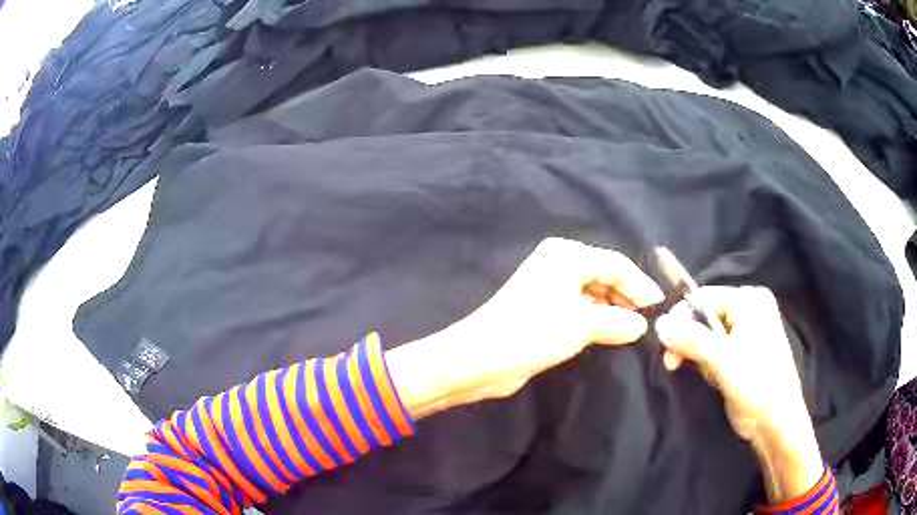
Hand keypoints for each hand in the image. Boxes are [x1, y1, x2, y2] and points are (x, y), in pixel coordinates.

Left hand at [386, 237, 663, 417]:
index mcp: (567, 255)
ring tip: (635, 332)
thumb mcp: (582, 325)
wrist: (481, 358)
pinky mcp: (545, 310)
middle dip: (628, 298)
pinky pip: (581, 309)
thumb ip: (617, 322)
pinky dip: (598, 320)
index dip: (640, 285)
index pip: (615, 264)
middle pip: (605, 277)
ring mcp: (551, 287)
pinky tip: (612, 334)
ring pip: (594, 294)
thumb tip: (641, 326)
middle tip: (649, 323)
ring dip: (614, 311)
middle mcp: (559, 264)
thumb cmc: (532, 333)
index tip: (659, 308)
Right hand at [655, 286, 823, 501]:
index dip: (682, 317)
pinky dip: (705, 361)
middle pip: (704, 315)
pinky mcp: (741, 353)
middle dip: (687, 338)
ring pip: (707, 334)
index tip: (663, 343)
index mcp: (749, 300)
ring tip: (693, 372)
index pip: (705, 297)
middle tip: (671, 363)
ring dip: (694, 353)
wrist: (775, 421)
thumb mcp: (722, 359)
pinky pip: (714, 349)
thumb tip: (659, 324)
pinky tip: (708, 376)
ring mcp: (746, 331)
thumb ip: (691, 339)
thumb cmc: (755, 383)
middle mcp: (748, 309)